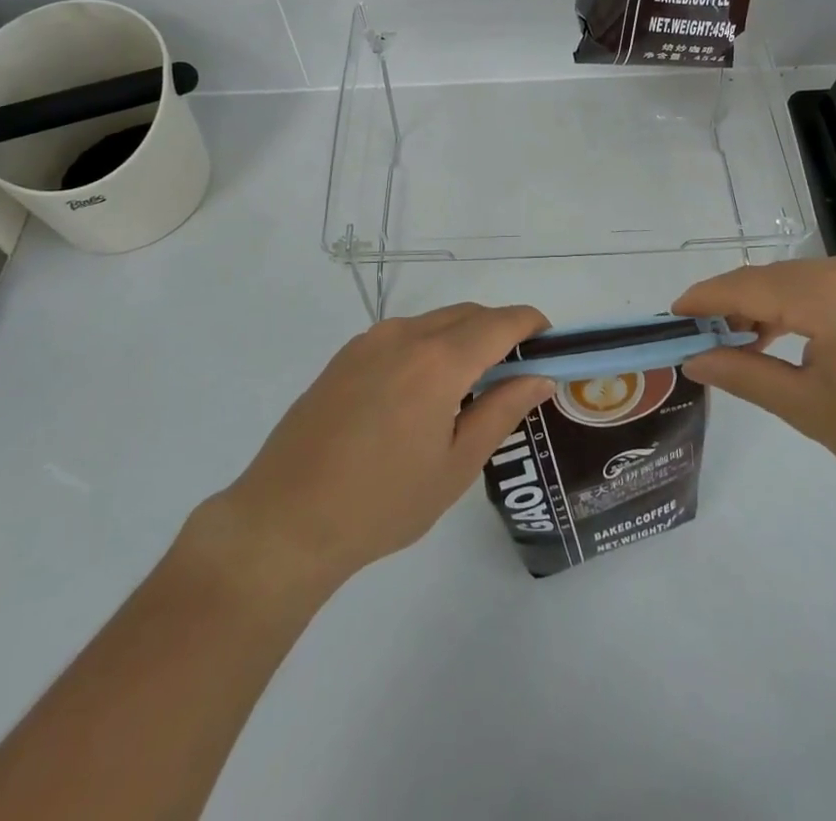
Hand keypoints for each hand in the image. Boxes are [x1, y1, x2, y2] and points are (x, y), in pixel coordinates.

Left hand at [193, 304, 554, 593]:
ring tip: (470, 388)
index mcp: (438, 360)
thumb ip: (502, 411)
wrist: (285, 520)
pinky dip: (429, 347)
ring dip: (463, 339)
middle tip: (516, 374)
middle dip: (500, 332)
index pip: (501, 322)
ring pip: (434, 322)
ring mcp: (369, 341)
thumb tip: (541, 377)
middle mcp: (405, 335)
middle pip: (469, 315)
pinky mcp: (345, 355)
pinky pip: (403, 336)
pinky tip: (423, 394)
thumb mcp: (456, 465)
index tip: (550, 345)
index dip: (532, 325)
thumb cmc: (382, 502)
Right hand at [672, 253, 835, 496]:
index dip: (703, 300)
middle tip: (701, 340)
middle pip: (769, 279)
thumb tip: (695, 359)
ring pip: (795, 280)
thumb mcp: (811, 410)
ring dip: (763, 306)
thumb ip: (746, 376)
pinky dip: (795, 306)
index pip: (746, 287)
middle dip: (730, 306)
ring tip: (740, 344)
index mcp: (829, 294)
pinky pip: (823, 284)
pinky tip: (787, 337)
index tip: (671, 317)